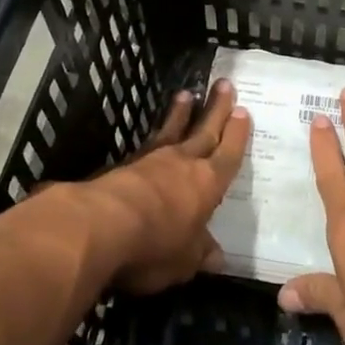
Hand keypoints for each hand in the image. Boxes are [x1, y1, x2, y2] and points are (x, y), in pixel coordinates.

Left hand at [85, 80, 250, 293]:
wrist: (101, 225)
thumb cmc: (155, 245)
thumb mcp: (184, 260)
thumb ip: (200, 253)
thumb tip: (217, 257)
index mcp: (208, 184)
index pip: (228, 155)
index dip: (237, 135)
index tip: (243, 111)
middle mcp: (184, 164)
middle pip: (204, 131)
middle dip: (216, 109)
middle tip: (224, 84)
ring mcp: (152, 161)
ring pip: (172, 131)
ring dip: (181, 113)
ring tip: (187, 94)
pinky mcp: (124, 165)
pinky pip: (147, 142)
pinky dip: (154, 133)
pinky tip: (152, 133)